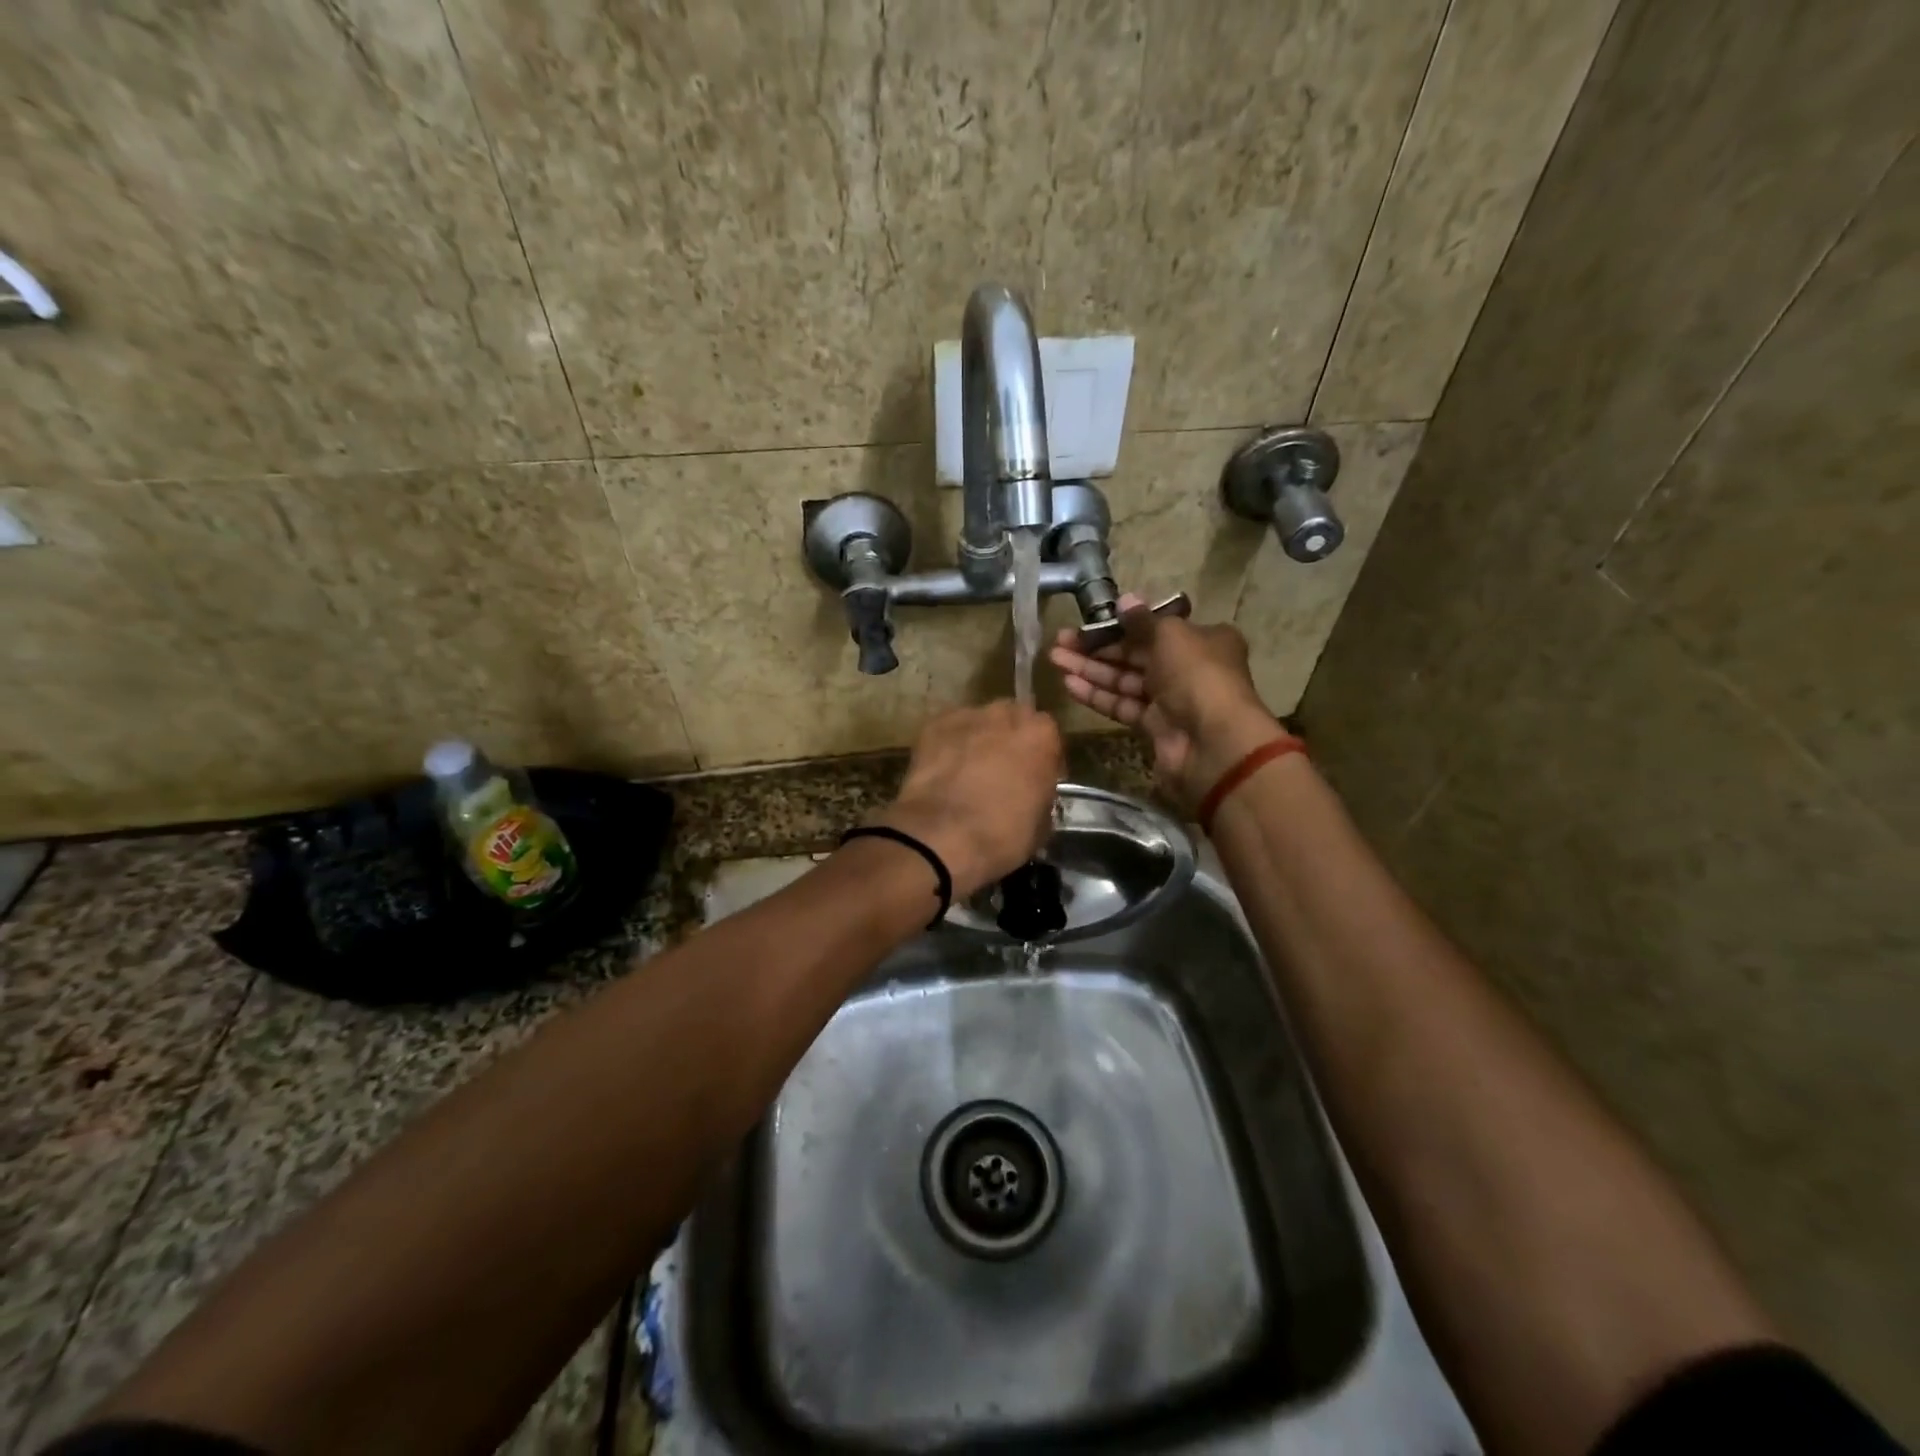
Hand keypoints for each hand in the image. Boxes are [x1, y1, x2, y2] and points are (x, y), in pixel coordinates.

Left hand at [873, 701, 1062, 898]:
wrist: (942, 837)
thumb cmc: (1002, 835)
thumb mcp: (1041, 824)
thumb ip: (1041, 795)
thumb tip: (1031, 795)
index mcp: (1040, 736)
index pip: (1048, 734)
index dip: (1042, 756)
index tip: (1036, 777)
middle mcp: (1005, 716)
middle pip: (1012, 719)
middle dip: (1010, 739)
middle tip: (1002, 769)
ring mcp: (967, 717)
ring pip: (979, 722)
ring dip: (979, 739)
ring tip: (969, 768)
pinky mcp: (933, 726)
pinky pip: (948, 730)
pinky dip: (949, 744)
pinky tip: (944, 769)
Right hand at [1049, 595, 1288, 815]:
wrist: (1212, 742)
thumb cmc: (1196, 675)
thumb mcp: (1170, 635)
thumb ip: (1141, 620)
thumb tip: (1124, 599)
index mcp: (1201, 639)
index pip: (1154, 628)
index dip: (1119, 624)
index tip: (1088, 622)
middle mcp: (1187, 667)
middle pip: (1135, 653)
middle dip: (1097, 647)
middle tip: (1059, 641)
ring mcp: (1170, 699)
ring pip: (1124, 680)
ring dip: (1090, 669)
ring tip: (1055, 659)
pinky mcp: (1153, 726)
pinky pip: (1122, 705)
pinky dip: (1097, 695)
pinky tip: (1068, 685)